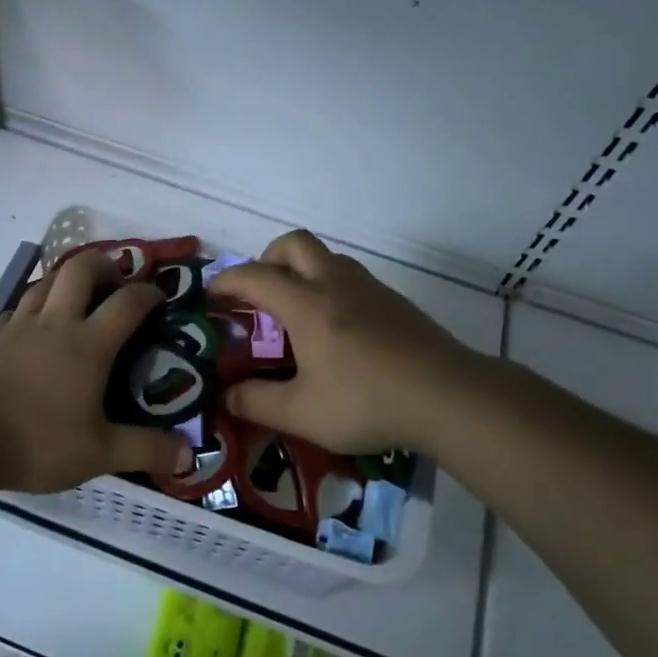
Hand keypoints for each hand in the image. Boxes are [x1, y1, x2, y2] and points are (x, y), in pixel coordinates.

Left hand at [0, 249, 190, 493]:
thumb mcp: (98, 453)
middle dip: (105, 264)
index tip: (160, 297)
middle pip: (81, 268)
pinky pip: (18, 310)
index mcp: (88, 343)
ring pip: (45, 282)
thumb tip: (188, 454)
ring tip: (77, 298)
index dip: (148, 293)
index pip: (127, 302)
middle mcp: (55, 323)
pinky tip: (34, 331)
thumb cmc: (35, 440)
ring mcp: (18, 327)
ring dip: (66, 280)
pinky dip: (34, 308)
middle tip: (116, 282)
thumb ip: (144, 450)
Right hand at [210, 230, 483, 455]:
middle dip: (267, 259)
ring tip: (295, 312)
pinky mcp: (393, 301)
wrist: (447, 396)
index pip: (255, 276)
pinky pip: (349, 276)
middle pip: (294, 243)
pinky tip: (336, 329)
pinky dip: (328, 286)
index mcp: (306, 304)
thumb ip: (257, 402)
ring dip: (301, 270)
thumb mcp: (302, 413)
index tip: (210, 294)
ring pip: (325, 257)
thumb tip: (226, 396)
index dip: (226, 281)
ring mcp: (368, 288)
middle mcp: (334, 283)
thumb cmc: (367, 401)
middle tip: (258, 294)